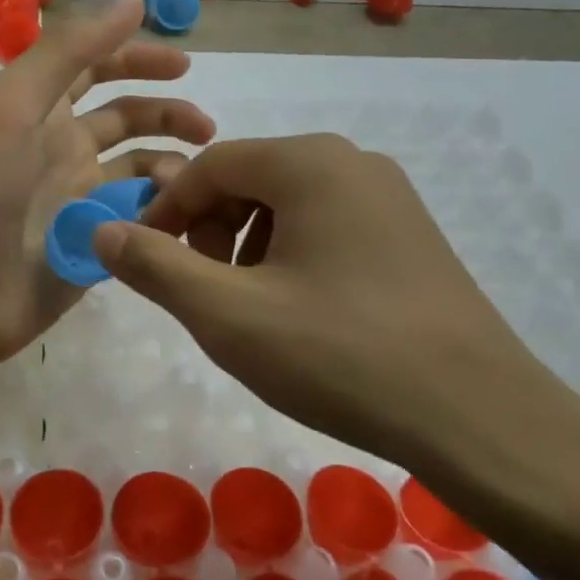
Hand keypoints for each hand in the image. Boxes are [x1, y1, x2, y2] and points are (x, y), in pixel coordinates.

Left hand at [0, 0, 214, 372]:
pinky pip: (142, 217)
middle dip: (169, 115)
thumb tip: (133, 0)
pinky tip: (179, 215)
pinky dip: (164, 209)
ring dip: (172, 163)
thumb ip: (70, 51)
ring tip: (195, 177)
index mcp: (41, 111)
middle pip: (127, 118)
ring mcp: (81, 199)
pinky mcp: (98, 242)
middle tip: (207, 128)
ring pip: (141, 168)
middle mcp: (63, 149)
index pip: (96, 68)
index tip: (184, 66)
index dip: (137, 58)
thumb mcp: (14, 104)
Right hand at [91, 134, 536, 447]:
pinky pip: (327, 226)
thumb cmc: (341, 355)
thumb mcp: (228, 314)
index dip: (165, 212)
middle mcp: (352, 161)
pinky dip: (290, 257)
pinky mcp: (410, 235)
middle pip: (248, 179)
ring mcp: (390, 196)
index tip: (145, 262)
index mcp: (309, 162)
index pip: (209, 165)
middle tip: (201, 293)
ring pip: (287, 205)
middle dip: (209, 232)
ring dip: (247, 247)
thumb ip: (155, 266)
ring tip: (249, 310)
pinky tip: (299, 314)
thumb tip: (100, 230)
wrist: (480, 417)